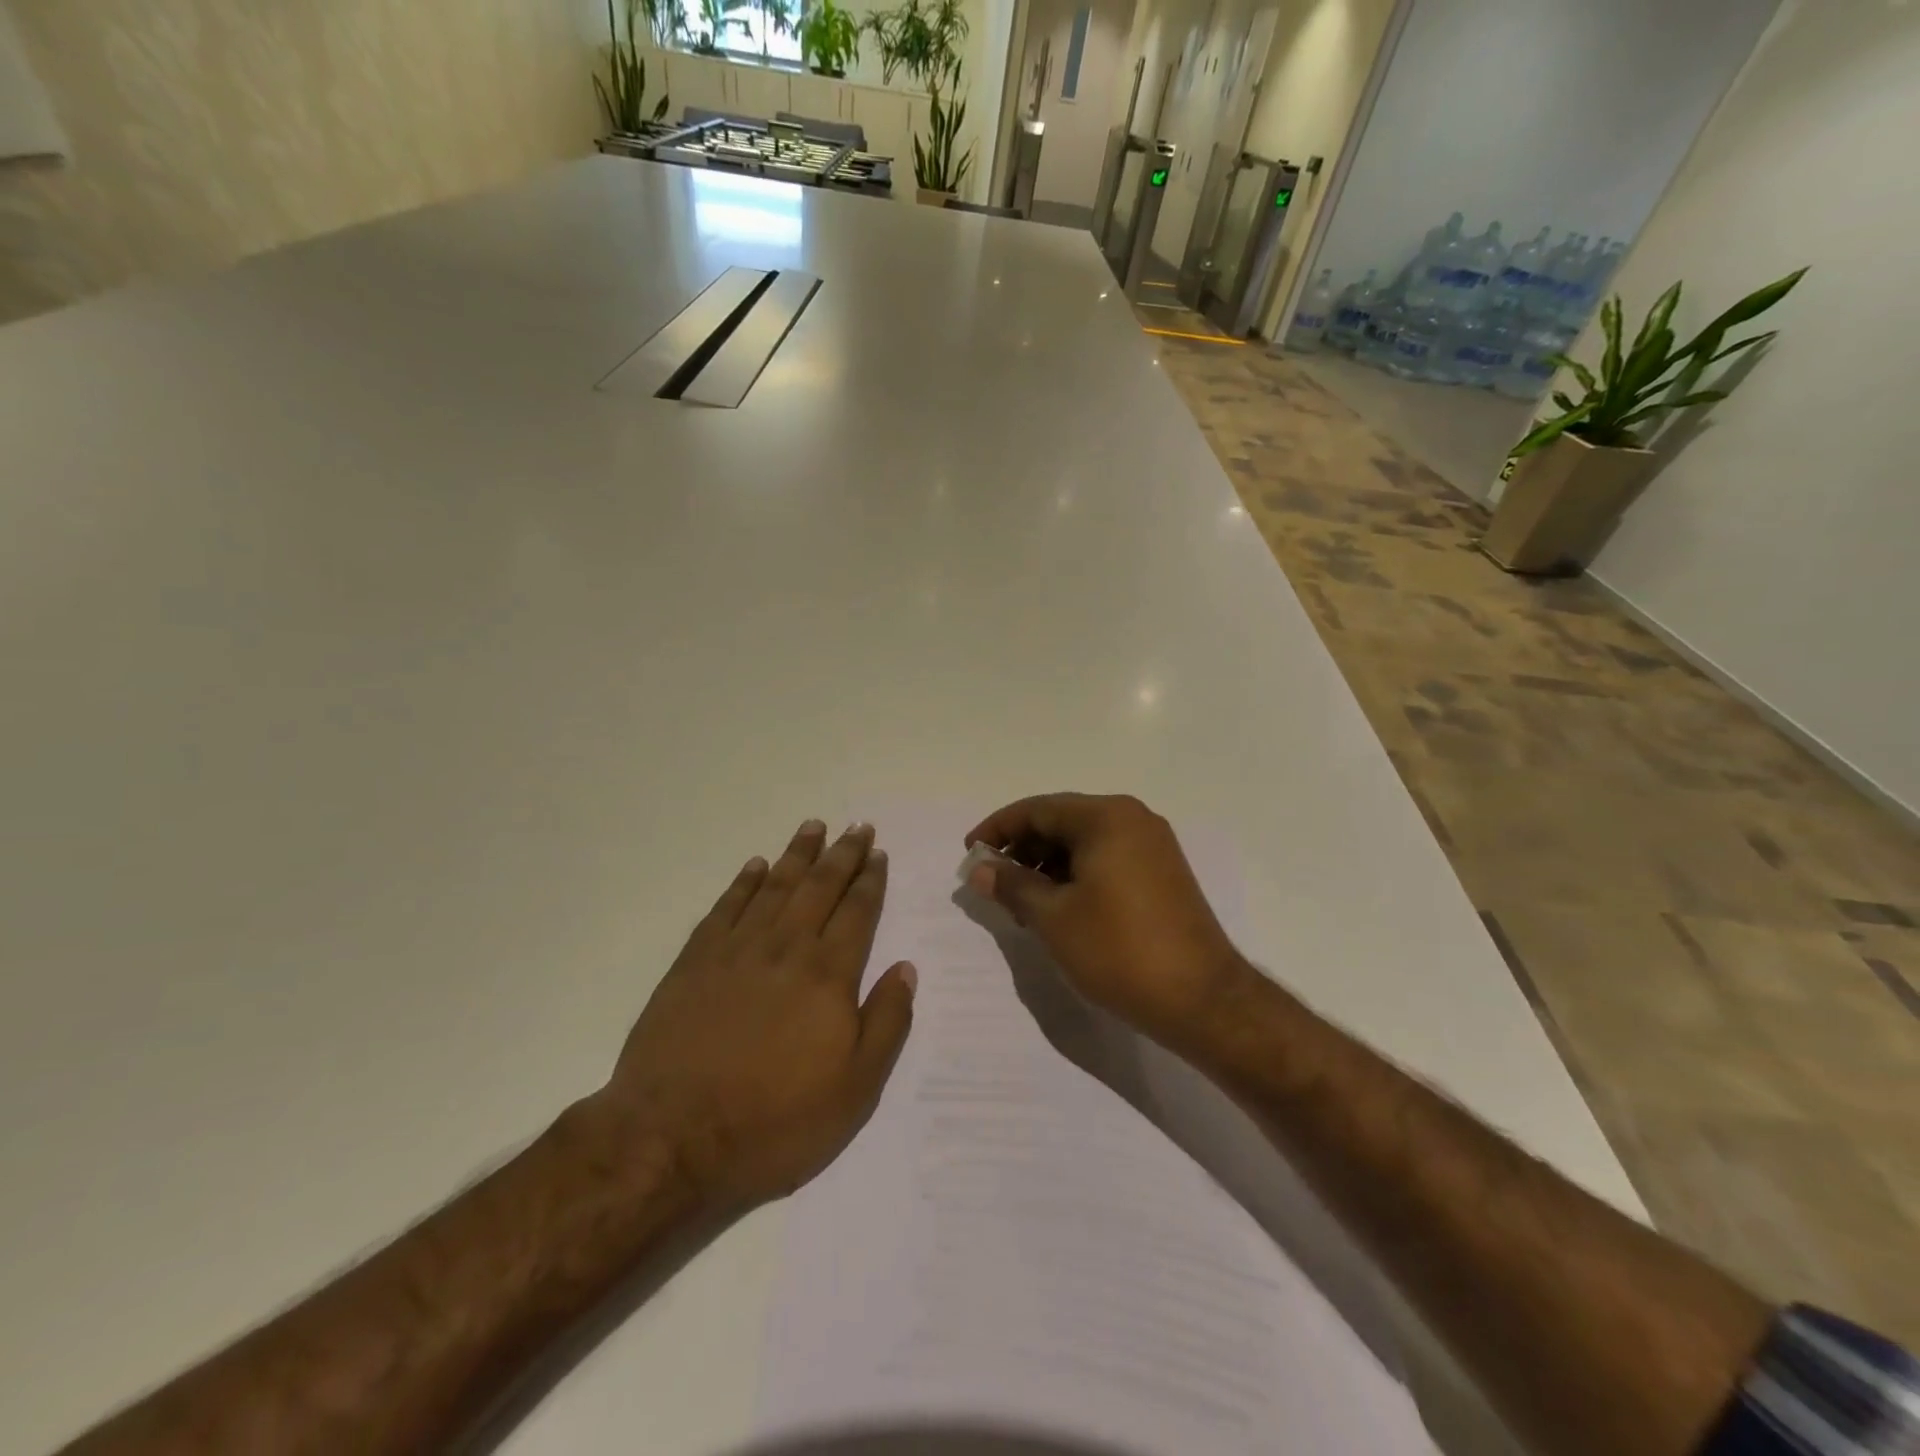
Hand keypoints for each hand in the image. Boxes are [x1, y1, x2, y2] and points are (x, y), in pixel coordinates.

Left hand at [593, 820, 916, 1213]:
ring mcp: (736, 950)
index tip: (877, 853)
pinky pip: (726, 907)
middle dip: (841, 854)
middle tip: (856, 826)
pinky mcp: (694, 962)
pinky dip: (744, 883)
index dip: (869, 880)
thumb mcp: (855, 1089)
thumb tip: (906, 968)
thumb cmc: (775, 1121)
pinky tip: (755, 866)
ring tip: (813, 827)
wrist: (672, 1138)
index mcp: (828, 974)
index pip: (857, 912)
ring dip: (797, 854)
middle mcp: (786, 948)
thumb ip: (886, 1022)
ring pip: (774, 887)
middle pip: (819, 887)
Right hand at [964, 793, 1253, 1051]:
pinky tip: (1057, 907)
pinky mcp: (1162, 873)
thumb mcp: (1054, 917)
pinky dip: (1076, 875)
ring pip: (1084, 842)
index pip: (1038, 809)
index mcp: (1106, 817)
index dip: (998, 829)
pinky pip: (1106, 859)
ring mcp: (1152, 845)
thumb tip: (980, 868)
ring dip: (1048, 865)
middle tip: (992, 882)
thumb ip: (1012, 885)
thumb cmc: (1119, 950)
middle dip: (1022, 849)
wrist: (1201, 999)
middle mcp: (1132, 819)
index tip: (969, 853)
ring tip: (1021, 902)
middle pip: (1062, 821)